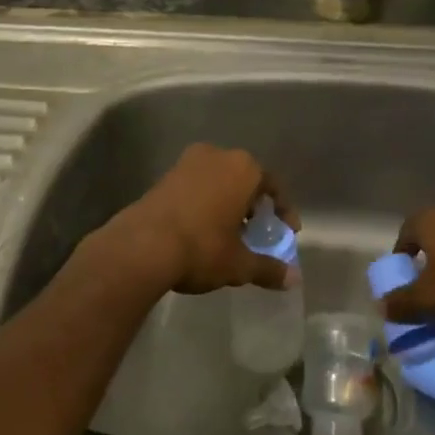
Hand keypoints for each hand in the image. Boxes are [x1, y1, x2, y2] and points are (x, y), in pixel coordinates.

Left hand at [106, 144, 301, 295]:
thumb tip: (294, 278)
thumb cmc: (201, 247)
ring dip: (227, 203)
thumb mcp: (239, 264)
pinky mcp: (163, 177)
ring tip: (229, 233)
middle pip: (245, 180)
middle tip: (257, 232)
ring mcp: (186, 163)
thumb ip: (268, 268)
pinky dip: (204, 204)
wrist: (141, 247)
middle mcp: (217, 156)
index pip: (272, 186)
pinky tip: (202, 229)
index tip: (286, 232)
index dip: (282, 211)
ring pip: (218, 182)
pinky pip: (196, 187)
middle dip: (253, 206)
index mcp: (243, 168)